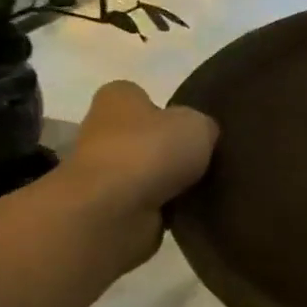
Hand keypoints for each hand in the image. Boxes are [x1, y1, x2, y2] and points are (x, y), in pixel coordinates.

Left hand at [61, 80, 217, 266]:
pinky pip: (146, 202)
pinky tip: (186, 210)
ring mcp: (102, 171)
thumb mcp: (198, 125)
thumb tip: (203, 136)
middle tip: (205, 161)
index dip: (169, 111)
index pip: (143, 97)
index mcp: (118, 97)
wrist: (114, 210)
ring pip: (147, 172)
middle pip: (145, 136)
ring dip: (169, 182)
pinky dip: (164, 207)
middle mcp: (101, 129)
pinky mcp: (108, 206)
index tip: (193, 129)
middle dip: (170, 149)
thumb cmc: (151, 151)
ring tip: (202, 188)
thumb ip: (203, 126)